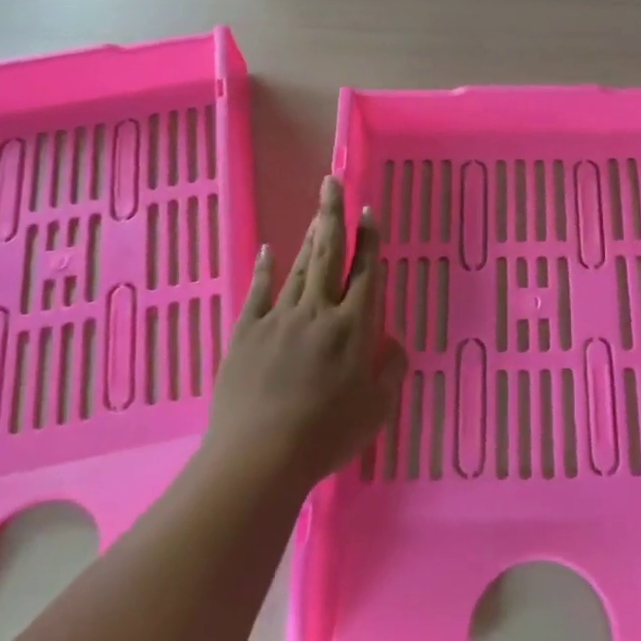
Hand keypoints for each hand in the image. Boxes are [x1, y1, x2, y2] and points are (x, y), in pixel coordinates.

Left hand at [201, 177, 406, 495]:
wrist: (259, 456)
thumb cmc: (326, 434)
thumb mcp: (376, 409)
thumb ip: (390, 370)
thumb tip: (392, 343)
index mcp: (353, 327)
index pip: (366, 273)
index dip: (369, 240)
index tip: (368, 211)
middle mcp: (318, 312)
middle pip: (329, 255)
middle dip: (333, 216)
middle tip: (333, 183)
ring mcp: (279, 318)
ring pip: (299, 267)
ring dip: (309, 236)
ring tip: (317, 211)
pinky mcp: (247, 332)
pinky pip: (258, 292)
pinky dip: (264, 269)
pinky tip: (268, 250)